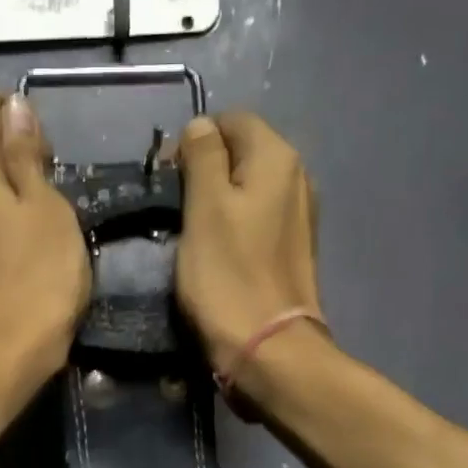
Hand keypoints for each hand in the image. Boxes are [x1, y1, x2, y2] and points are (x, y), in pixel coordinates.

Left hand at [0, 91, 89, 378]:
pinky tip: (26, 245)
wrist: (4, 353)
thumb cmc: (37, 275)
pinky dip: (1, 217)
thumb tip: (13, 107)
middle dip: (16, 153)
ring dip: (11, 188)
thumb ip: (26, 154)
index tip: (49, 155)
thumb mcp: (46, 205)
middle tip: (55, 190)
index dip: (20, 118)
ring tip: (45, 220)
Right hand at [173, 112, 322, 370]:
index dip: (194, 141)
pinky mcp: (292, 246)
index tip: (168, 179)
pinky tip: (218, 250)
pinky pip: (257, 217)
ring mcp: (299, 213)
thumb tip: (201, 126)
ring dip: (217, 199)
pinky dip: (234, 223)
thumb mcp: (204, 206)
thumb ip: (202, 157)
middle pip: (242, 151)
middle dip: (205, 169)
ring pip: (248, 187)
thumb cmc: (228, 274)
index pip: (231, 121)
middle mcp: (297, 176)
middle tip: (175, 207)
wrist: (268, 346)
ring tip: (192, 231)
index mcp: (277, 158)